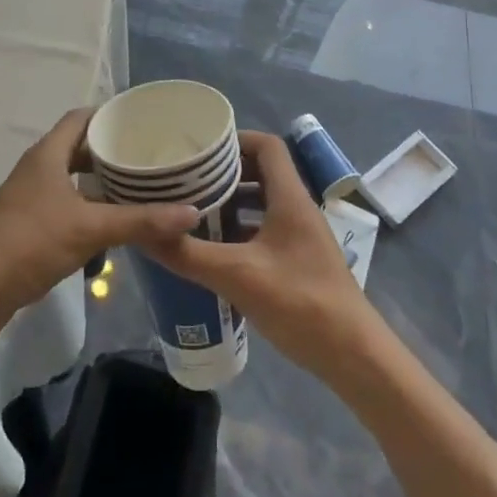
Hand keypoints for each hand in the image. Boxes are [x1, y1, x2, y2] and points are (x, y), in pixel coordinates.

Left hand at [0, 108, 198, 345]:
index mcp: (47, 155)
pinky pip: (67, 202)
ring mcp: (31, 196)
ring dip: (102, 180)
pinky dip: (90, 205)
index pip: (81, 118)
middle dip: (113, 150)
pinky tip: (114, 221)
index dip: (110, 115)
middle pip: (79, 147)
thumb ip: (140, 220)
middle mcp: (38, 168)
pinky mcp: (30, 223)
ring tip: (141, 186)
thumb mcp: (90, 229)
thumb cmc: (31, 243)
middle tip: (150, 156)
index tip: (144, 121)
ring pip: (73, 177)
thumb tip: (191, 212)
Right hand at [145, 131, 377, 377]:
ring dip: (229, 203)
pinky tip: (212, 250)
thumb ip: (190, 255)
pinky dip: (238, 231)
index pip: (266, 146)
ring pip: (261, 203)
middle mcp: (297, 208)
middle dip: (223, 174)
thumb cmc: (301, 304)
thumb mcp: (238, 276)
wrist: (353, 356)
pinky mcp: (298, 261)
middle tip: (185, 181)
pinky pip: (263, 230)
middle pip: (261, 172)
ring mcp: (299, 236)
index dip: (234, 140)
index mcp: (290, 198)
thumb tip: (144, 234)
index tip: (199, 151)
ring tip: (191, 212)